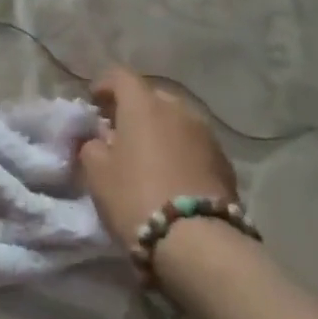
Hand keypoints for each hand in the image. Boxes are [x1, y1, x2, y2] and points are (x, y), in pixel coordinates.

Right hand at [78, 67, 239, 255]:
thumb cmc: (136, 196)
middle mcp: (178, 109)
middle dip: (133, 108)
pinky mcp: (225, 162)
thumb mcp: (96, 171)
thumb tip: (99, 139)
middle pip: (151, 96)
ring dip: (159, 129)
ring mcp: (206, 134)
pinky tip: (172, 174)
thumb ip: (92, 145)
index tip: (93, 103)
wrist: (199, 242)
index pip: (120, 76)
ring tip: (147, 154)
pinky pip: (194, 143)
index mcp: (143, 104)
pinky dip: (179, 150)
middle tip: (119, 131)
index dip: (104, 85)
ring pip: (176, 120)